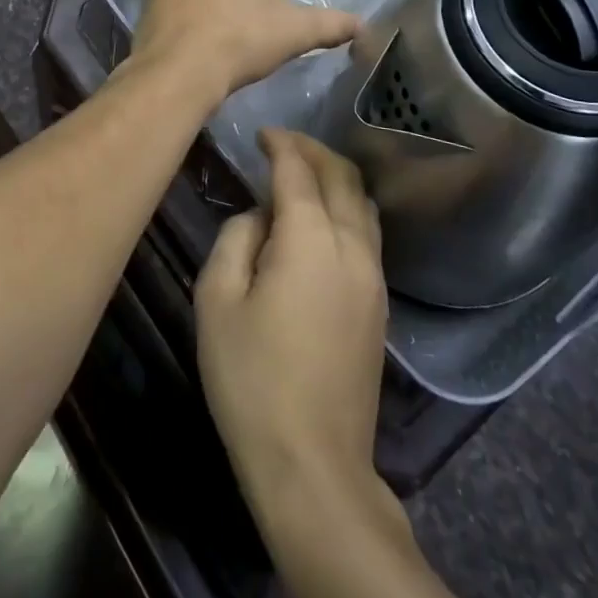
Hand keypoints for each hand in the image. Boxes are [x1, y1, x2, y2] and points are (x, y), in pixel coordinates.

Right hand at [195, 129, 390, 514]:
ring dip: (336, 178)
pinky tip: (321, 222)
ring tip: (303, 177)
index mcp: (311, 238)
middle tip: (282, 145)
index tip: (262, 132)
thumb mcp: (218, 301)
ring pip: (363, 204)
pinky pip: (367, 234)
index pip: (299, 170)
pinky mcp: (379, 305)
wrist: (313, 464)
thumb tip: (260, 217)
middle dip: (314, 151)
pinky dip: (346, 209)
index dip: (281, 143)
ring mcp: (373, 277)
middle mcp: (352, 246)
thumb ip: (236, 239)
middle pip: (343, 177)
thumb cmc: (252, 380)